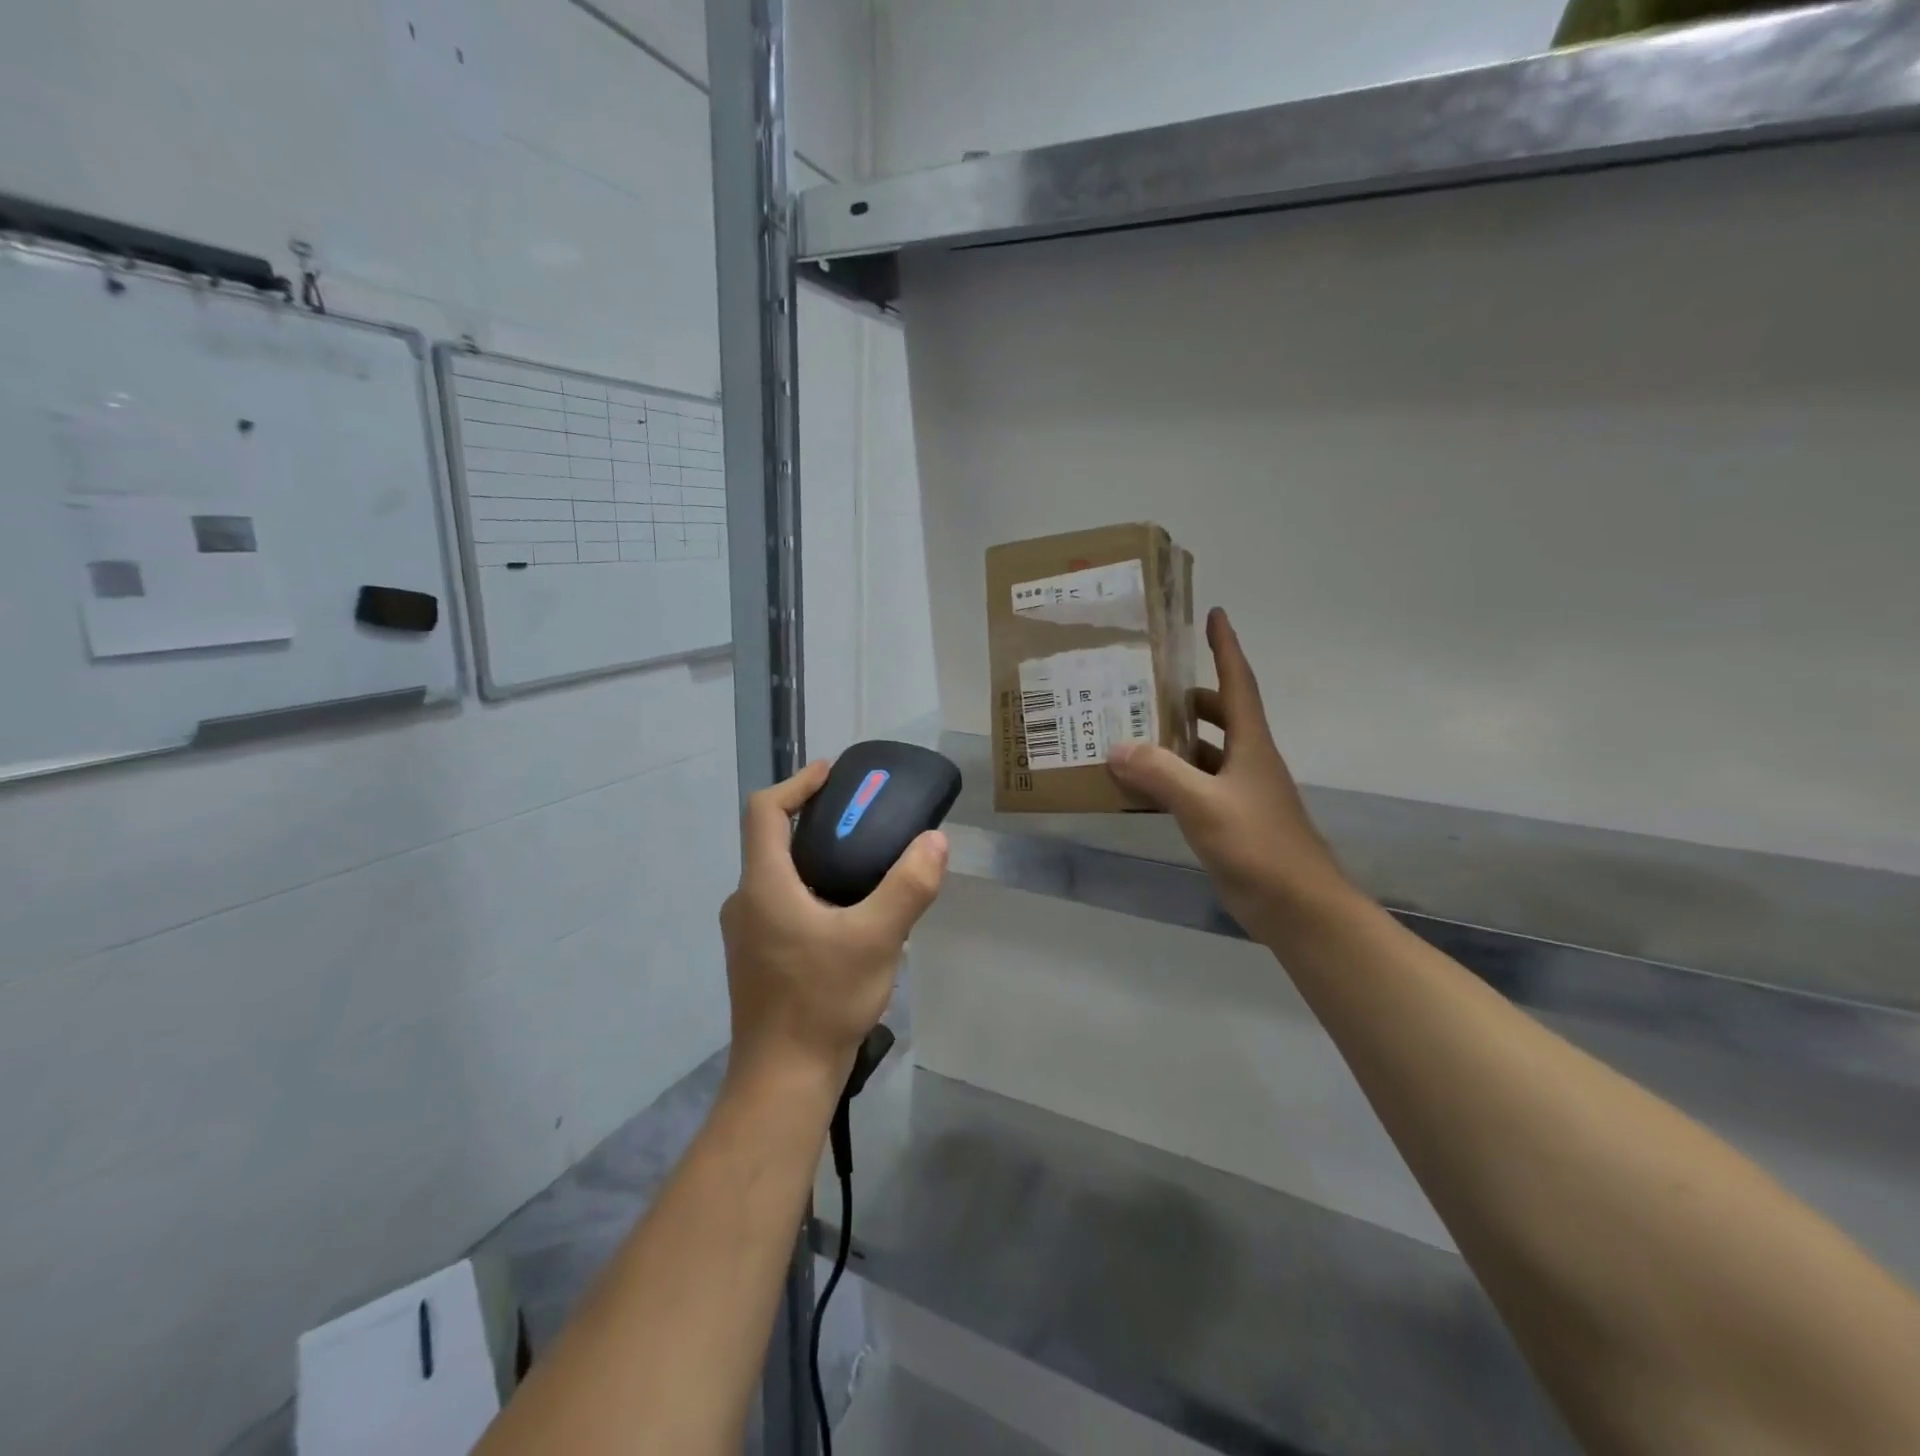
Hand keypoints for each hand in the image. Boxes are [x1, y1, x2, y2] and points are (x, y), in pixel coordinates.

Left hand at [719, 760, 948, 1088]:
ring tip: (864, 863)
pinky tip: (850, 915)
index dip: (796, 783)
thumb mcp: (878, 939)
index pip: (764, 811)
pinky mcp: (757, 958)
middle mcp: (745, 901)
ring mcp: (746, 933)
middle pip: (772, 840)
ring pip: (779, 876)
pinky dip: (812, 891)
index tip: (832, 774)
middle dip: (815, 820)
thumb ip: (909, 886)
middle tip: (862, 818)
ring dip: (816, 858)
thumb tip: (935, 840)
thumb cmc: (823, 1002)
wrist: (783, 1080)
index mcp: (763, 885)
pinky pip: (782, 905)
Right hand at [1108, 609, 1356, 943]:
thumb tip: (1117, 747)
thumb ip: (1159, 773)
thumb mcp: (1203, 804)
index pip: (1237, 683)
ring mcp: (1241, 793)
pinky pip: (1195, 787)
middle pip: (1220, 715)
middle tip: (1146, 687)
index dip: (1226, 647)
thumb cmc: (1258, 845)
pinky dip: (1170, 780)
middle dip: (1188, 698)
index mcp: (1250, 744)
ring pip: (1205, 753)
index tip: (1215, 614)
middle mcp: (1247, 761)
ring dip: (1175, 741)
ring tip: (1131, 734)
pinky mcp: (1231, 821)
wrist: (1297, 907)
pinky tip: (1141, 787)